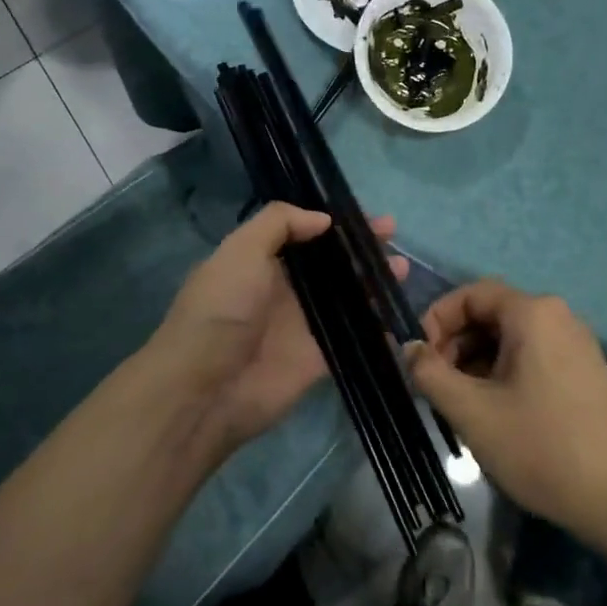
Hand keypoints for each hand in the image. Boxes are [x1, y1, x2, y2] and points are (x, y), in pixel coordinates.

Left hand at [149, 202, 406, 460]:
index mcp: (262, 260)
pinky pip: (353, 338)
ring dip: (373, 283)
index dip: (337, 223)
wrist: (205, 389)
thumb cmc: (221, 310)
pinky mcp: (317, 359)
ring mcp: (302, 324)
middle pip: (331, 263)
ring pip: (347, 297)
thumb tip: (323, 219)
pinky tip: (400, 316)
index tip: (367, 216)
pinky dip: (376, 329)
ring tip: (401, 270)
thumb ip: (279, 223)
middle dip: (361, 248)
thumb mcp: (241, 250)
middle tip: (393, 236)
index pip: (306, 232)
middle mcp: (283, 288)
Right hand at [411, 280, 606, 552]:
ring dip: (478, 362)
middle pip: (492, 314)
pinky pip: (534, 356)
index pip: (471, 294)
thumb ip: (431, 374)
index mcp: (533, 312)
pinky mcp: (587, 372)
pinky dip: (505, 373)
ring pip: (511, 338)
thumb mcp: (473, 413)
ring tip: (464, 406)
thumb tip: (409, 349)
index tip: (419, 358)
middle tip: (438, 386)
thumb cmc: (543, 448)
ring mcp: (577, 344)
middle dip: (456, 344)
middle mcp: (558, 316)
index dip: (437, 319)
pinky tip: (498, 413)